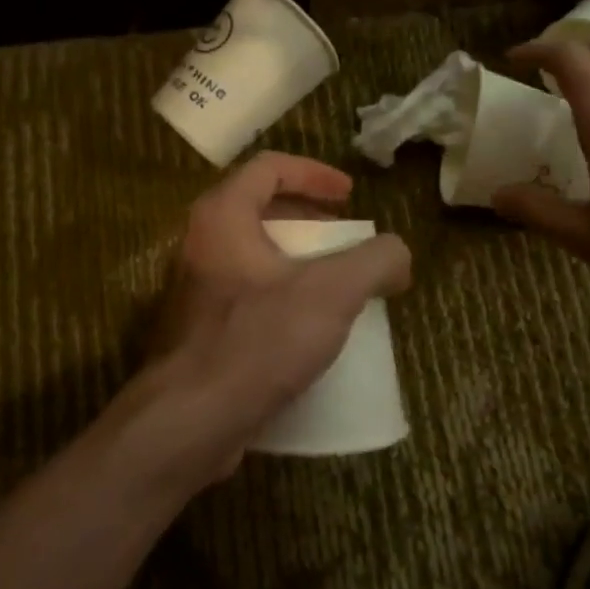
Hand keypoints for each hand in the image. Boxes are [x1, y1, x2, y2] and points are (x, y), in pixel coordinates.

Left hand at [116, 153, 410, 488]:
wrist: (191, 421)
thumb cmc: (258, 341)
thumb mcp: (332, 292)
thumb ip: (375, 261)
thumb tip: (397, 256)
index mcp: (223, 216)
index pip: (269, 167)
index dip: (314, 172)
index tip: (350, 196)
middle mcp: (202, 243)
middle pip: (260, 209)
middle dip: (310, 219)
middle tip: (346, 239)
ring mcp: (197, 289)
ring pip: (255, 256)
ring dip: (299, 261)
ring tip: (337, 284)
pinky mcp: (201, 329)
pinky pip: (248, 296)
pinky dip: (283, 296)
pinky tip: (310, 328)